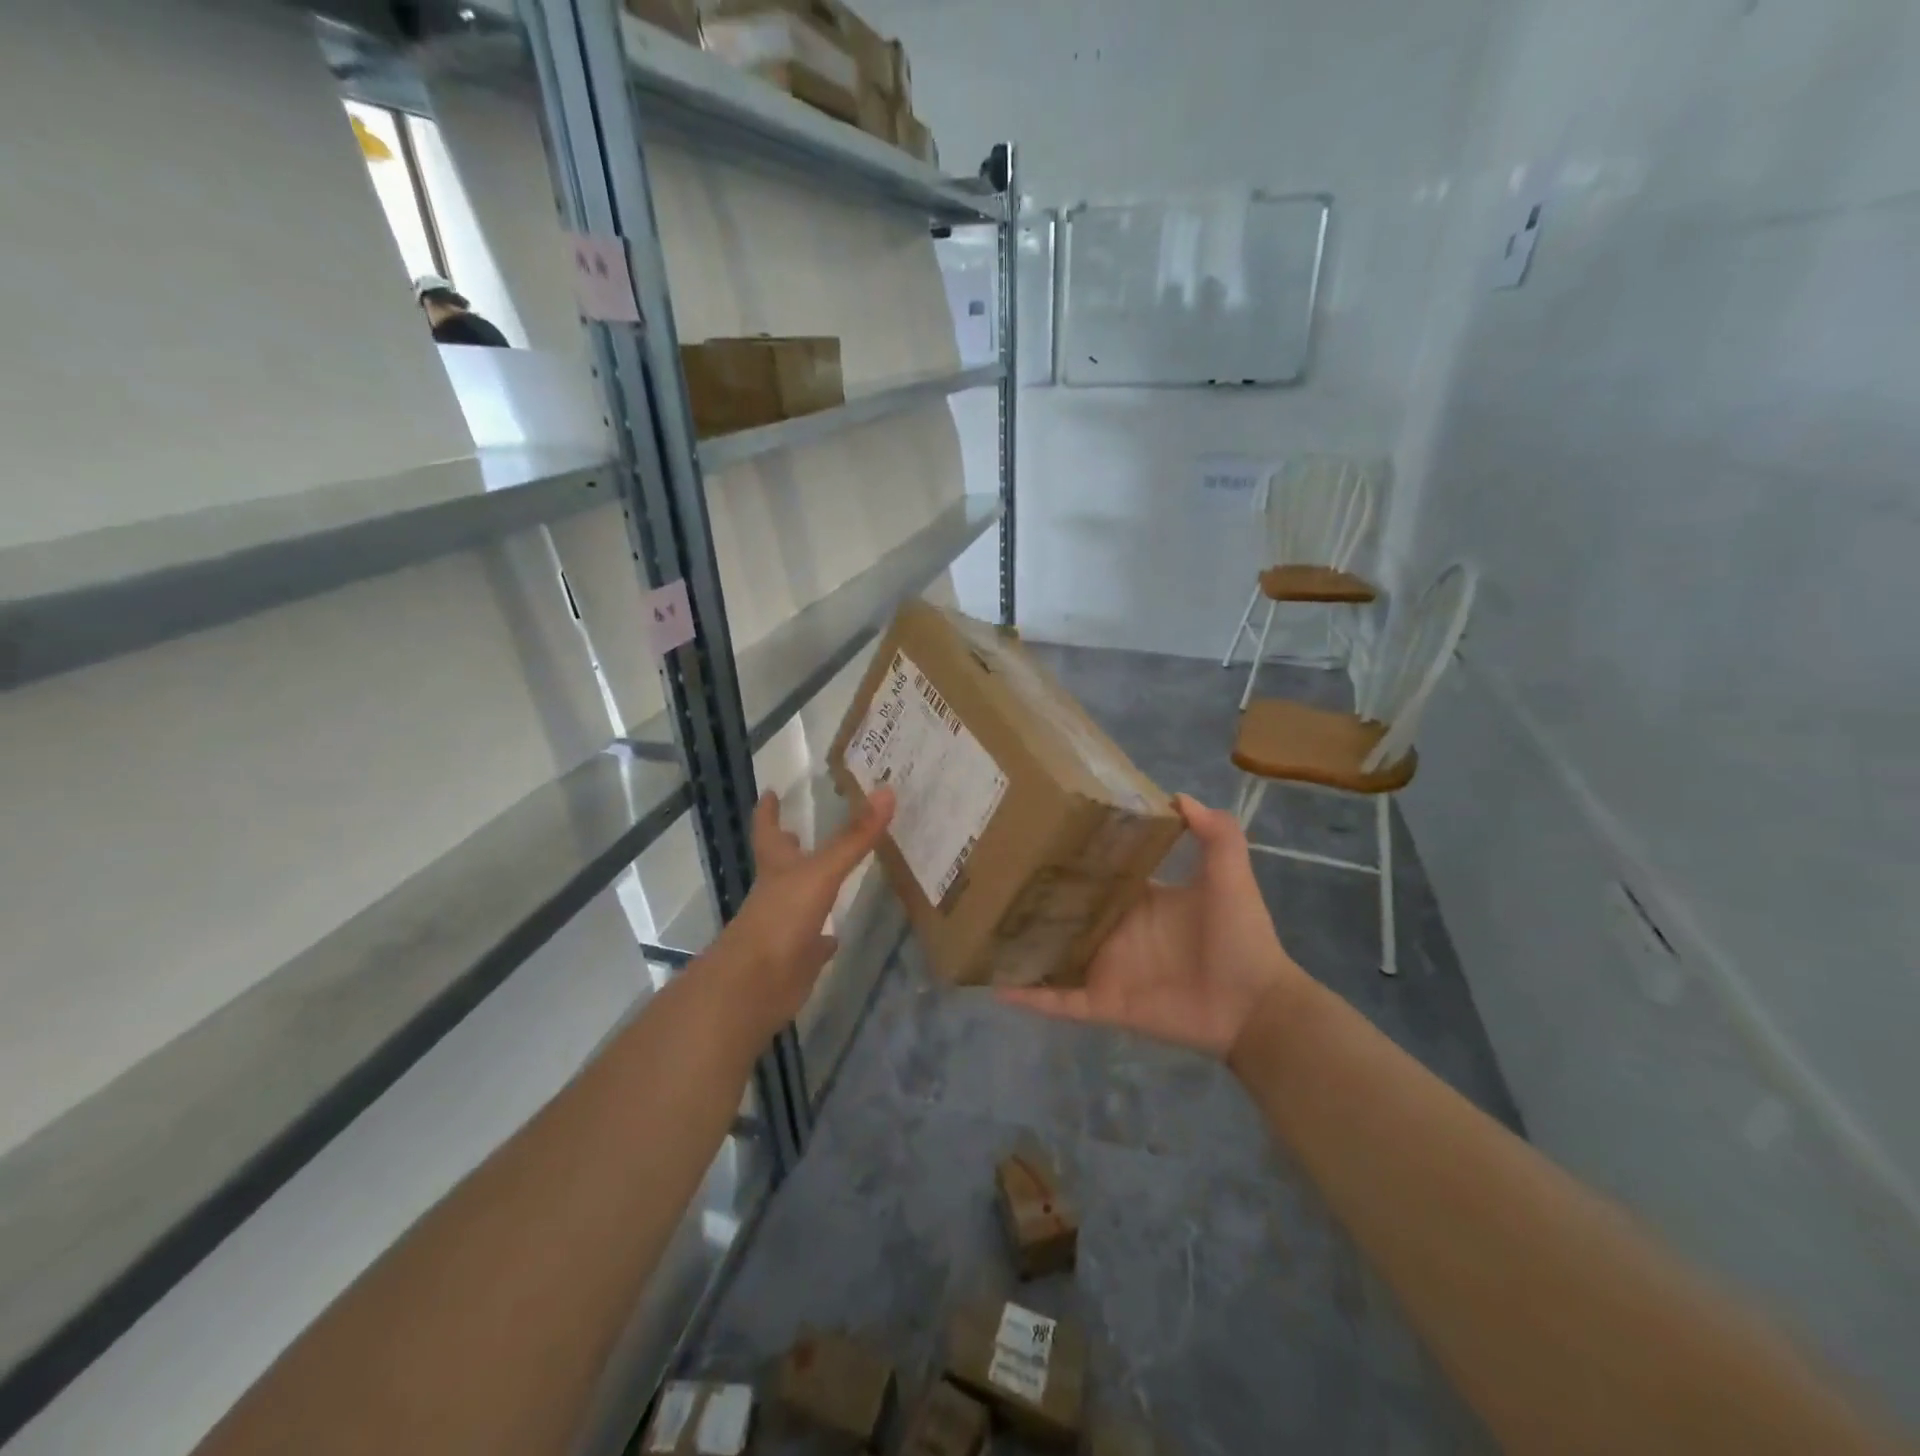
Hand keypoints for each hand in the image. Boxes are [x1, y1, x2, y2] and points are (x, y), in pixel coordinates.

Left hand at [706, 785, 894, 1043]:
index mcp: (777, 868)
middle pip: (780, 864)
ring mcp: (785, 927)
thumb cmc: (782, 918)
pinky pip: (813, 945)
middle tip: (796, 827)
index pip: (768, 831)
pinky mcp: (797, 959)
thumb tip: (887, 791)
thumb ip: (854, 837)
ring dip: (810, 889)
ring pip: (798, 901)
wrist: (755, 985)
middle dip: (788, 847)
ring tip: (829, 875)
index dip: (768, 811)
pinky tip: (836, 936)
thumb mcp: (822, 872)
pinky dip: (824, 939)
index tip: (770, 791)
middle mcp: (777, 893)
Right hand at [998, 794, 1307, 1058]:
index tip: (1033, 834)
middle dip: (1033, 897)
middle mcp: (1114, 930)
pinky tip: (993, 984)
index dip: (1068, 857)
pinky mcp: (1103, 1002)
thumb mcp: (1230, 874)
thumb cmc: (1240, 936)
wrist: (1255, 1005)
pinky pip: (1058, 1000)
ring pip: (1052, 954)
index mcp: (1138, 899)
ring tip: (979, 927)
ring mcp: (1105, 968)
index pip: (1095, 874)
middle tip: (989, 875)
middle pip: (1065, 911)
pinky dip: (1028, 996)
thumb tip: (1177, 795)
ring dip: (1021, 945)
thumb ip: (1215, 833)